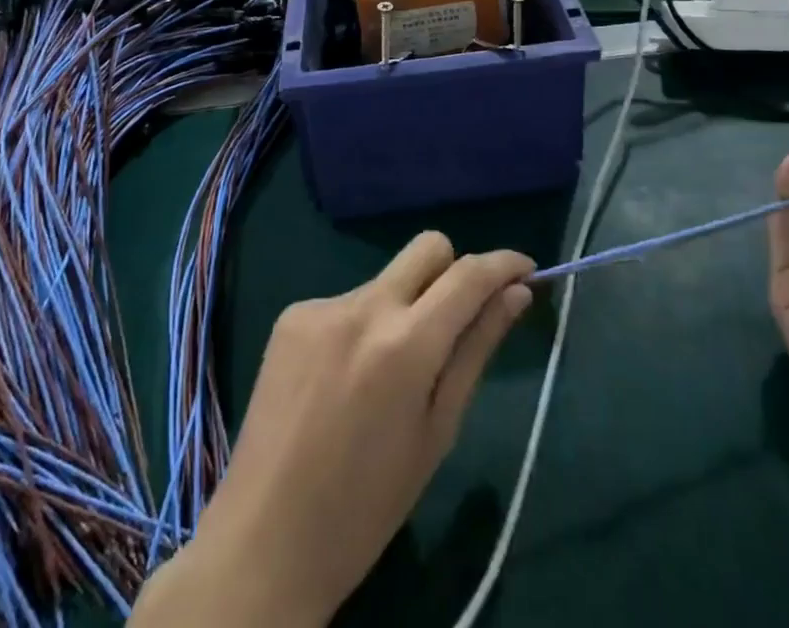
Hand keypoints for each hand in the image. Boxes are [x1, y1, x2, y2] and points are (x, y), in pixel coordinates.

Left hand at [134, 232, 532, 627]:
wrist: (262, 543)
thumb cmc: (367, 507)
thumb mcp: (438, 432)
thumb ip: (477, 350)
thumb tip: (516, 294)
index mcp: (405, 345)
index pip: (469, 274)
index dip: (505, 263)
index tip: (526, 269)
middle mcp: (363, 307)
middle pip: (428, 247)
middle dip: (455, 270)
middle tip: (458, 320)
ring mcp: (321, 305)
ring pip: (388, 278)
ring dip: (406, 306)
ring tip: (390, 373)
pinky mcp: (291, 315)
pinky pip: (349, 301)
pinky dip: (364, 325)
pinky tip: (347, 379)